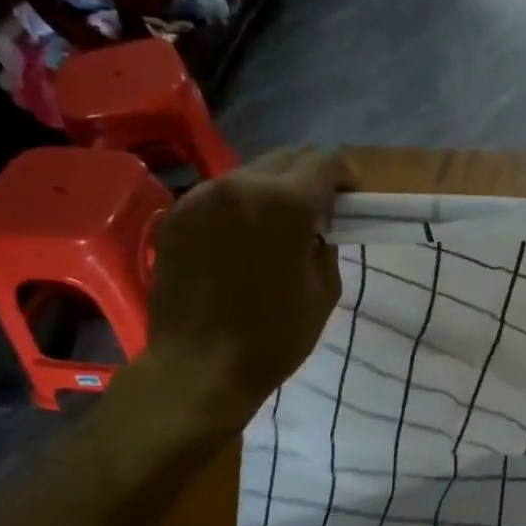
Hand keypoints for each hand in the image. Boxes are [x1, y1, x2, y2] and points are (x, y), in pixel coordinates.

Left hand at [135, 149, 351, 425]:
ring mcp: (200, 197)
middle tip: (318, 212)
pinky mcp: (175, 216)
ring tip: (277, 228)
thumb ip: (325, 244)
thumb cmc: (273, 338)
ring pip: (249, 174)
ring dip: (271, 190)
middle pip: (285, 158)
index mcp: (285, 204)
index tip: (350, 200)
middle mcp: (240, 185)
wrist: (199, 367)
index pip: (325, 162)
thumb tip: (317, 225)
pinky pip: (218, 196)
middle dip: (308, 178)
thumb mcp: (324, 293)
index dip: (345, 176)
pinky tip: (241, 241)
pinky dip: (239, 207)